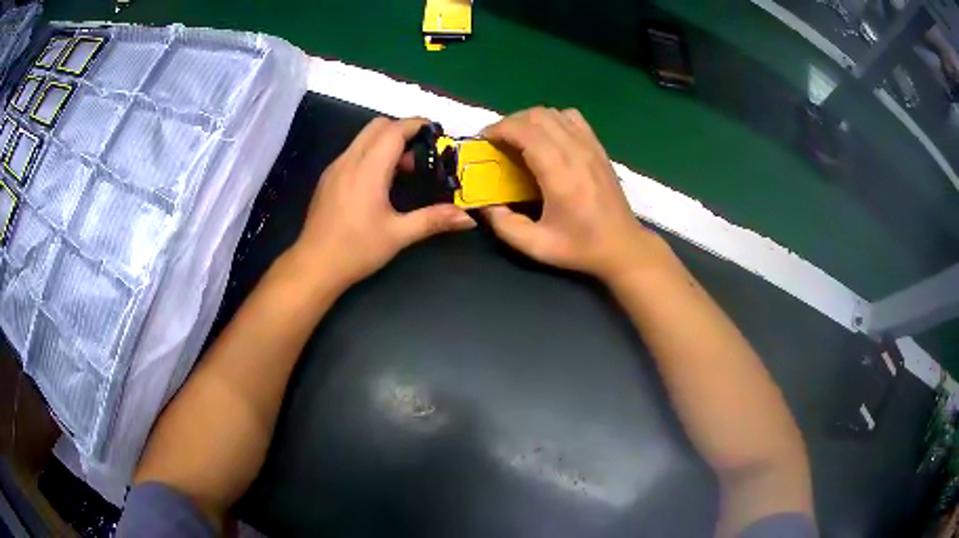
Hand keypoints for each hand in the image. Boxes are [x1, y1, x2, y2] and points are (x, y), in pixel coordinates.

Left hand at [290, 117, 475, 287]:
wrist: (314, 266)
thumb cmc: (356, 250)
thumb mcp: (398, 235)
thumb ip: (434, 220)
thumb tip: (468, 219)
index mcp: (367, 170)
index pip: (393, 130)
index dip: (416, 125)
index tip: (436, 132)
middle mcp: (349, 161)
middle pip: (377, 126)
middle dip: (402, 131)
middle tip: (419, 157)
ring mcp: (335, 168)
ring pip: (363, 138)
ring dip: (386, 143)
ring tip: (402, 173)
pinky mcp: (328, 178)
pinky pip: (353, 152)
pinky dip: (371, 154)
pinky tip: (378, 184)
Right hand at [481, 108, 668, 283]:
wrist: (623, 246)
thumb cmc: (580, 247)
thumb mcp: (536, 246)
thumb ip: (504, 225)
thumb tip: (483, 204)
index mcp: (560, 174)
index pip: (526, 131)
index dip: (499, 129)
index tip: (484, 140)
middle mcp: (576, 152)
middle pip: (537, 116)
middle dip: (510, 122)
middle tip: (497, 141)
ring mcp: (590, 146)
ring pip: (554, 113)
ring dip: (530, 120)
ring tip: (519, 138)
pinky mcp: (598, 147)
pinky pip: (572, 118)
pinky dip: (553, 120)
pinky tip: (547, 138)